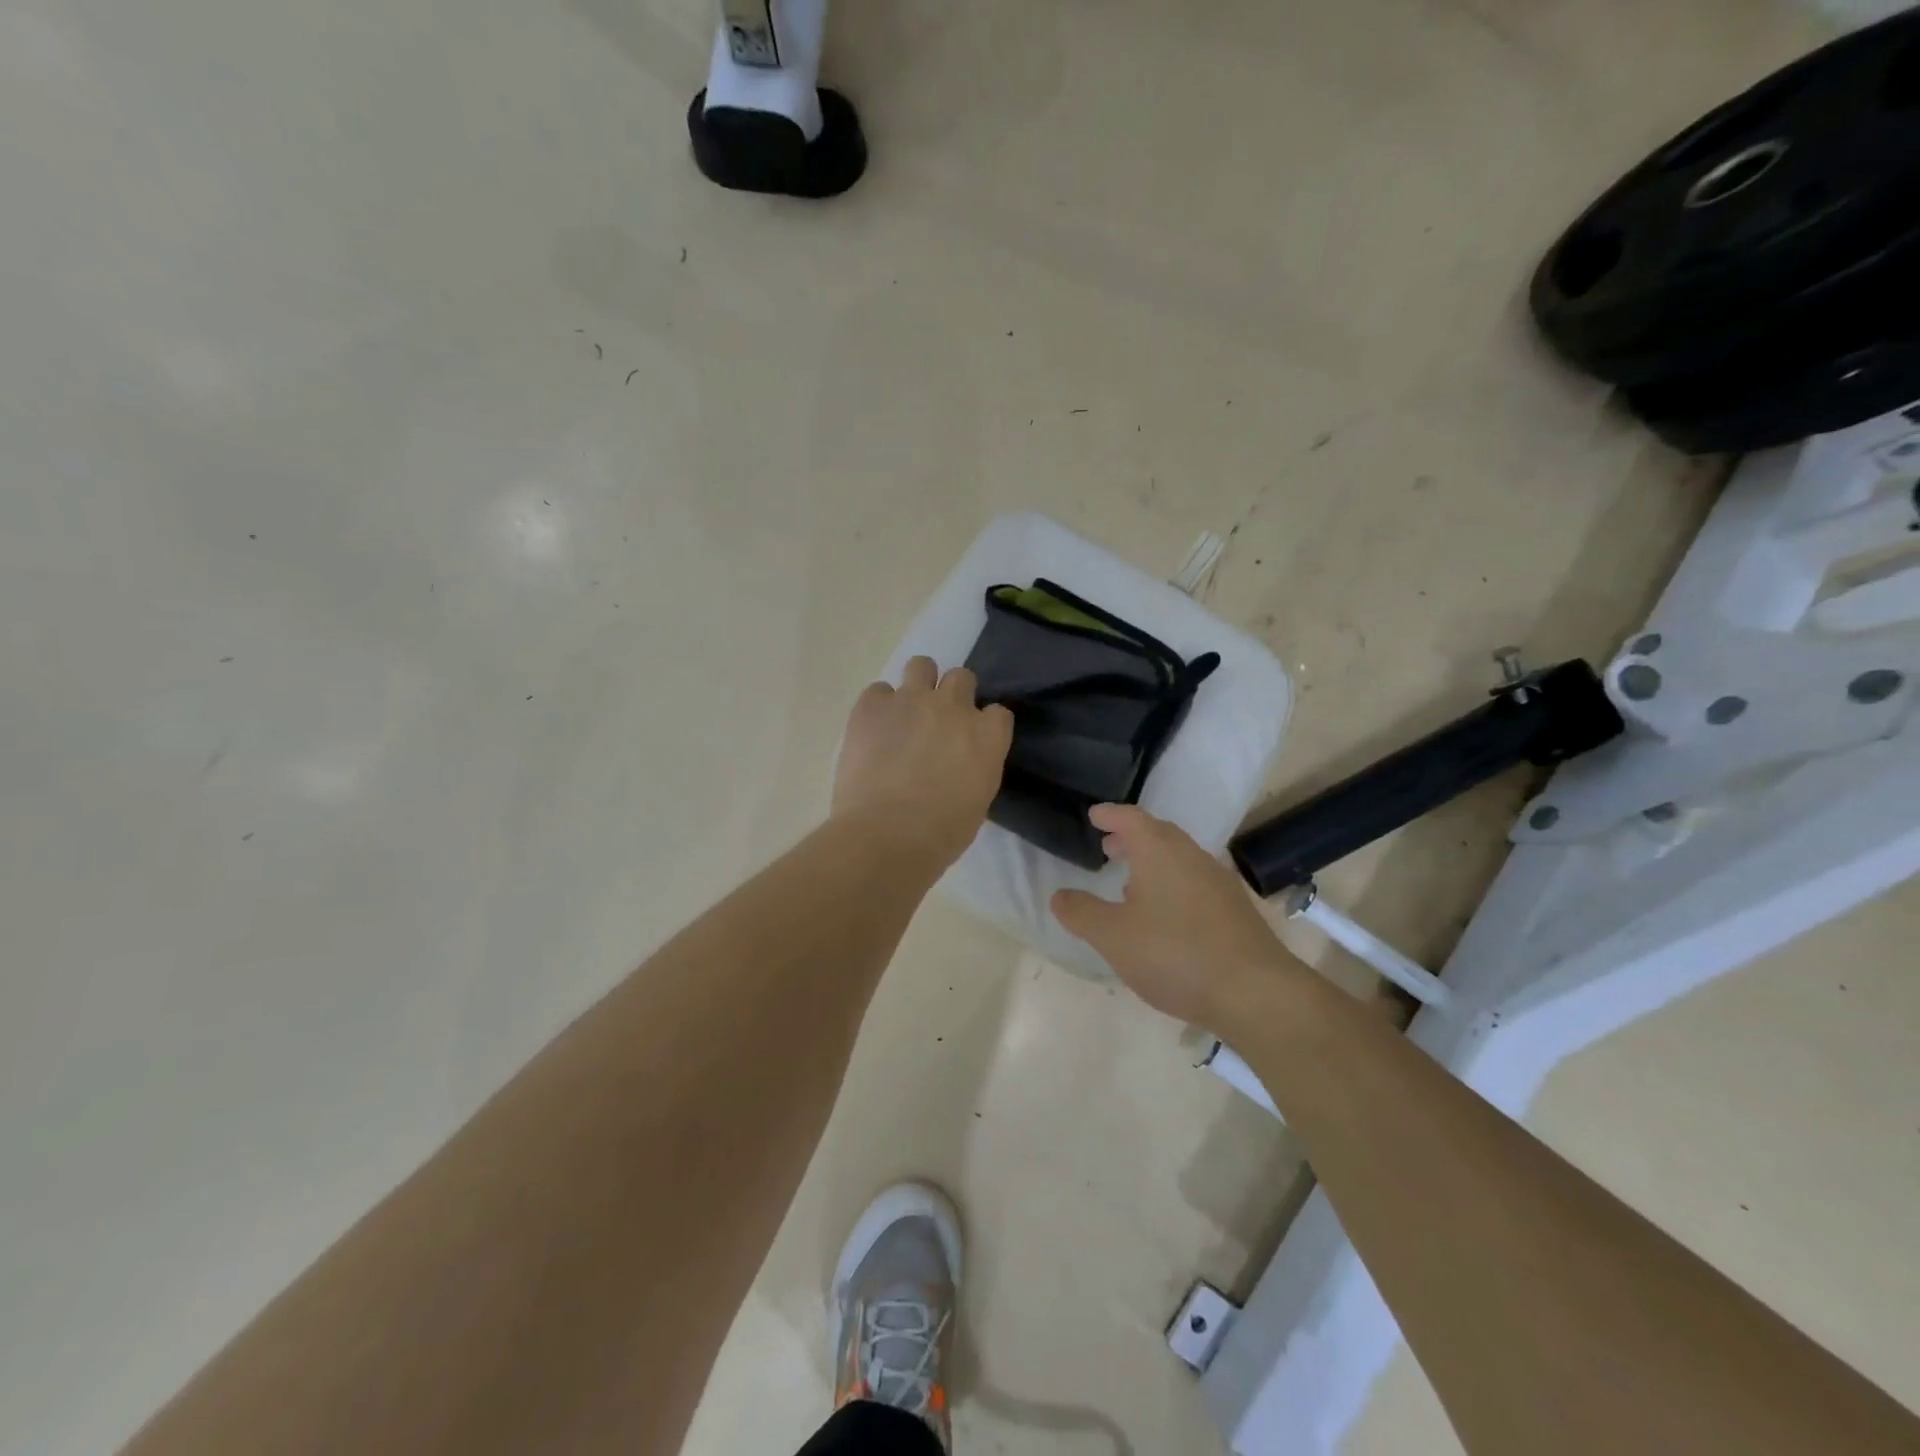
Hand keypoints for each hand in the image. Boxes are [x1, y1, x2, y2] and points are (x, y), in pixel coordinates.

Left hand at [832, 657, 1014, 868]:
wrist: (886, 834)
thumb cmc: (940, 833)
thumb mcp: (976, 802)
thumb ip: (974, 770)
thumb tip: (959, 764)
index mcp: (987, 736)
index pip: (998, 713)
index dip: (985, 725)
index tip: (973, 742)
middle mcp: (953, 707)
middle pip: (962, 677)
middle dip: (953, 695)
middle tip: (938, 723)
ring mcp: (911, 700)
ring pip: (921, 665)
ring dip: (918, 684)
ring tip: (906, 713)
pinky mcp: (872, 706)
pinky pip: (878, 690)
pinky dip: (878, 706)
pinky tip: (873, 730)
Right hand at [1052, 804, 1290, 1026]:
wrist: (1256, 993)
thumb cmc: (1175, 954)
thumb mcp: (1113, 937)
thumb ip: (1082, 913)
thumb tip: (1059, 895)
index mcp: (1160, 852)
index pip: (1131, 819)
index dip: (1110, 815)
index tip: (1095, 816)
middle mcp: (1193, 857)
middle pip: (1159, 835)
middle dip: (1131, 838)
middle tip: (1109, 847)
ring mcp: (1220, 882)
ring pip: (1180, 860)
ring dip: (1153, 863)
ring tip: (1131, 885)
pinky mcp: (1236, 910)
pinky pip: (1196, 883)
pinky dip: (1173, 885)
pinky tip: (1166, 918)